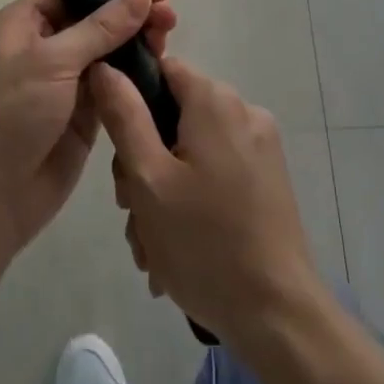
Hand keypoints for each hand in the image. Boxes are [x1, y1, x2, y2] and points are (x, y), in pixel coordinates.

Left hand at [0, 0, 176, 261]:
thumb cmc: (12, 113)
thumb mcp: (53, 61)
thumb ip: (101, 27)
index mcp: (24, 23)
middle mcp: (45, 45)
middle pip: (94, 14)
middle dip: (130, 5)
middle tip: (168, 0)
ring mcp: (66, 79)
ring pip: (109, 46)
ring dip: (138, 34)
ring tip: (170, 27)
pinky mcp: (86, 110)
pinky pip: (115, 80)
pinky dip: (137, 68)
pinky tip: (163, 60)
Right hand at [91, 57, 321, 348]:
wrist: (278, 316)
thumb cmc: (205, 243)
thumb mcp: (148, 178)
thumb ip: (123, 115)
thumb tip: (104, 67)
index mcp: (215, 100)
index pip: (162, 70)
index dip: (131, 101)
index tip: (119, 153)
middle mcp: (243, 111)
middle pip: (174, 115)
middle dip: (144, 162)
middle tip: (132, 212)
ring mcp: (260, 146)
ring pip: (191, 150)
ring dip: (164, 190)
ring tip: (152, 246)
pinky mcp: (269, 178)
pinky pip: (216, 172)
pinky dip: (192, 200)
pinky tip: (178, 248)